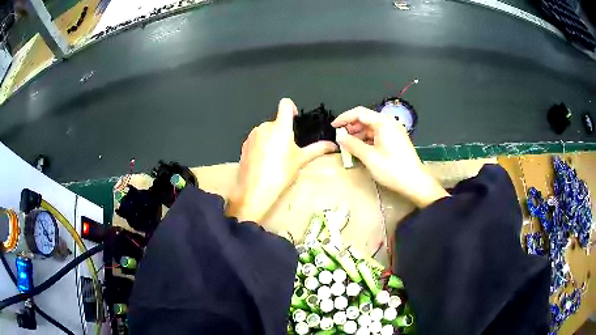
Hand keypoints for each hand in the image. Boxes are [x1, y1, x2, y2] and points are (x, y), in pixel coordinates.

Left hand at [227, 98, 336, 221]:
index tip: (294, 117)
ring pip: (265, 131)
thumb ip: (318, 149)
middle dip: (282, 131)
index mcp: (281, 127)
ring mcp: (253, 136)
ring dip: (271, 139)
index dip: (291, 107)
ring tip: (275, 159)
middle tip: (287, 150)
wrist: (255, 190)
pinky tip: (264, 162)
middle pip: (276, 122)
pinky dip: (261, 146)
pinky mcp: (244, 145)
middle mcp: (265, 127)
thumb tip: (332, 145)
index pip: (285, 104)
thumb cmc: (279, 174)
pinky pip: (256, 140)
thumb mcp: (301, 160)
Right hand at [332, 106, 448, 207]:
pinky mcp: (396, 140)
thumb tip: (339, 135)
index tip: (333, 126)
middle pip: (366, 119)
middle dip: (351, 127)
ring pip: (371, 128)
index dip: (344, 118)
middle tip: (341, 138)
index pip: (359, 113)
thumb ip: (352, 144)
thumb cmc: (392, 169)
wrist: (415, 183)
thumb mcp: (369, 157)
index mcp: (383, 123)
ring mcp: (394, 131)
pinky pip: (378, 135)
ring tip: (349, 146)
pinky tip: (361, 149)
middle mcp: (389, 123)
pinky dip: (367, 140)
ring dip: (359, 134)